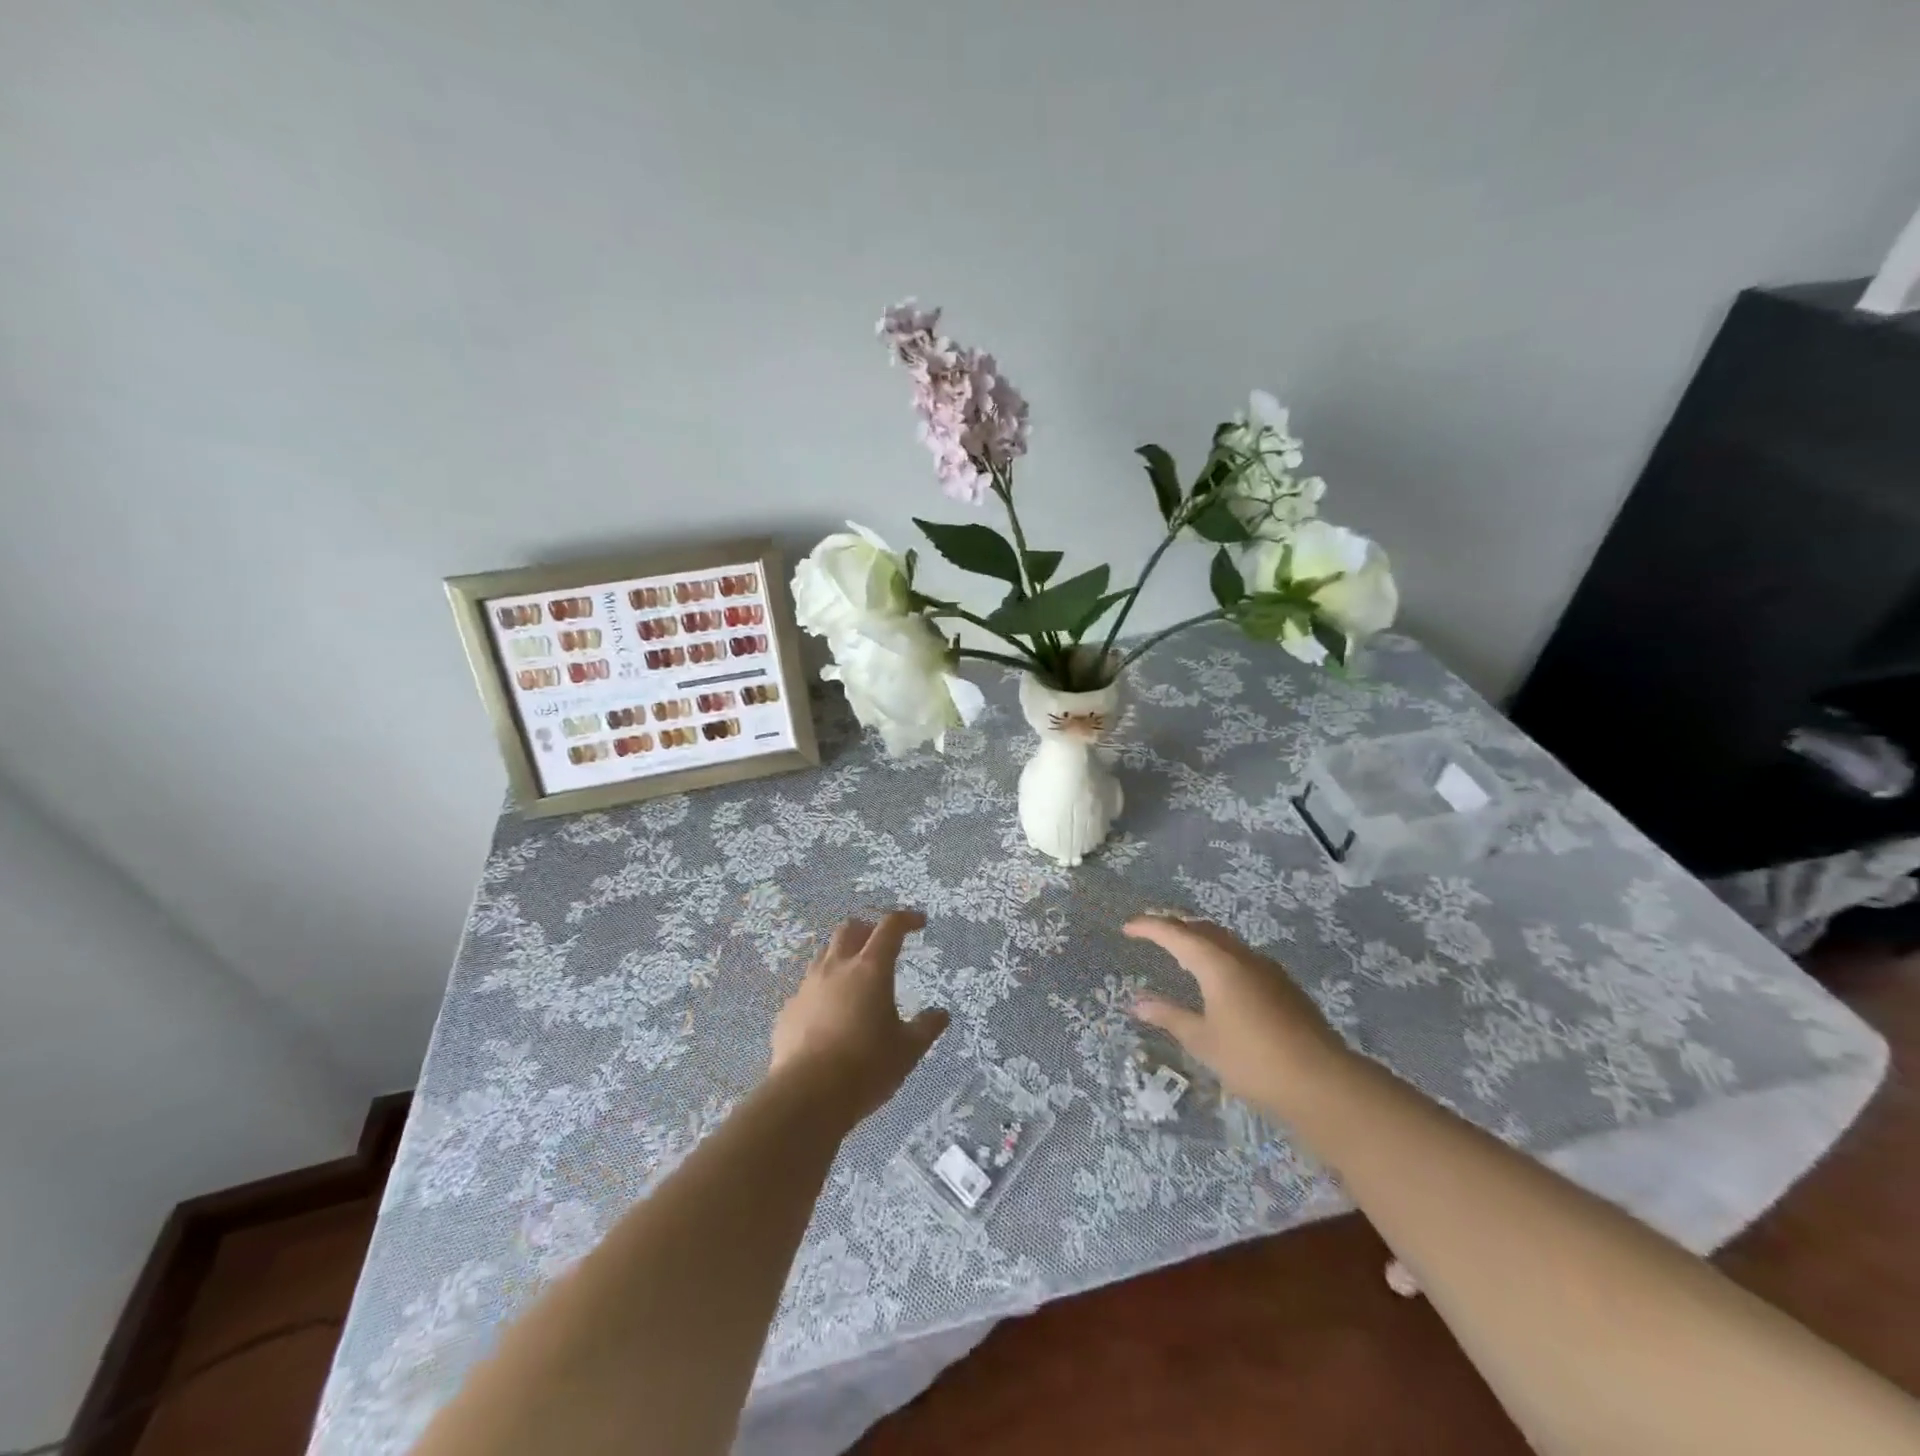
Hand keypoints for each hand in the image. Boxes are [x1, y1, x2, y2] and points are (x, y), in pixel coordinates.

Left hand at [770, 910, 949, 1120]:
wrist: (806, 1096)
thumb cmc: (866, 1067)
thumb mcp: (908, 1050)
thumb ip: (926, 1028)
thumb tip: (941, 1014)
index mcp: (871, 969)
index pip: (890, 927)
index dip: (906, 919)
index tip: (919, 923)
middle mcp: (837, 968)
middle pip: (850, 929)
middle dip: (868, 929)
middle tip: (881, 946)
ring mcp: (808, 987)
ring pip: (824, 954)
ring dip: (842, 956)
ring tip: (854, 978)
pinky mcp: (788, 1010)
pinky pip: (807, 989)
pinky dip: (822, 991)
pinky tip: (828, 1015)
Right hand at [1124, 914, 1348, 1105]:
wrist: (1323, 1082)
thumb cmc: (1253, 1060)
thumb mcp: (1202, 1040)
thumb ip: (1169, 1016)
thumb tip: (1136, 1002)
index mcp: (1217, 963)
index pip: (1175, 933)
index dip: (1149, 927)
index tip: (1127, 928)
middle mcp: (1241, 956)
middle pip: (1202, 928)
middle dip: (1175, 925)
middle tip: (1151, 931)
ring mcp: (1267, 969)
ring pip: (1225, 940)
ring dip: (1199, 938)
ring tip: (1180, 950)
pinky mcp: (1283, 985)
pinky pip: (1241, 956)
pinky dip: (1219, 954)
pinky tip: (1218, 977)